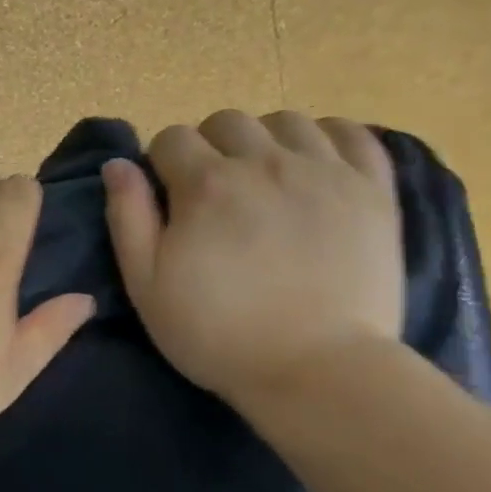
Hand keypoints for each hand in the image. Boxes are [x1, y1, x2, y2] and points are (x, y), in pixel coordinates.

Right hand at [102, 110, 402, 406]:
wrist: (317, 371)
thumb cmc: (217, 333)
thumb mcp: (146, 284)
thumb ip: (127, 216)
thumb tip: (118, 164)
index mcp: (206, 185)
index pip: (171, 138)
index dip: (161, 164)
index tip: (167, 198)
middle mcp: (264, 163)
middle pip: (226, 122)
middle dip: (209, 146)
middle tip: (213, 192)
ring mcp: (325, 172)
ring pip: (287, 120)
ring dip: (265, 139)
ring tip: (264, 178)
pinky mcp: (373, 191)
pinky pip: (353, 134)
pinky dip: (329, 138)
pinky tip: (316, 165)